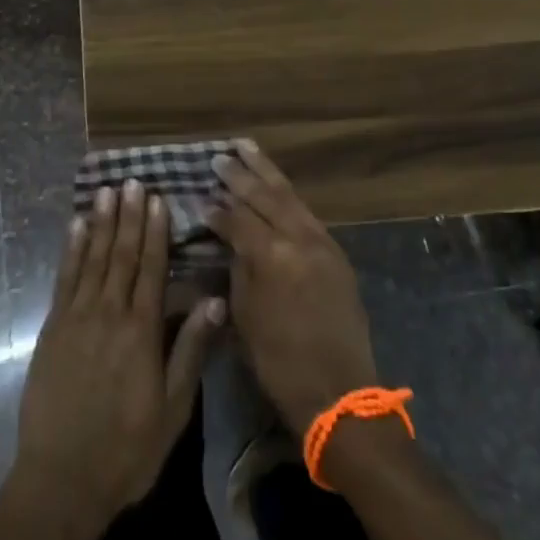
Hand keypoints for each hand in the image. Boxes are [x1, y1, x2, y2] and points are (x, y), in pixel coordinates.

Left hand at [12, 180, 223, 534]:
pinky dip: (71, 249)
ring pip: (92, 258)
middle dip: (128, 215)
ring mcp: (76, 317)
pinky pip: (64, 278)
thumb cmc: (127, 449)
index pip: (151, 268)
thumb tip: (214, 299)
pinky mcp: (53, 328)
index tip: (157, 198)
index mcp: (141, 331)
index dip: (155, 231)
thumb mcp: (173, 409)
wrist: (62, 479)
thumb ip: (191, 350)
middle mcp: (109, 313)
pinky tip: (75, 227)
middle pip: (121, 254)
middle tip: (132, 180)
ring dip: (100, 222)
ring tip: (106, 191)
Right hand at [208, 140, 378, 435]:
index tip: (199, 198)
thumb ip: (238, 268)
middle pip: (264, 195)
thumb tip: (229, 240)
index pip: (237, 219)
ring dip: (266, 171)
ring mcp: (321, 242)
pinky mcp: (335, 251)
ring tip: (246, 148)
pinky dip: (287, 194)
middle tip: (219, 157)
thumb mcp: (244, 316)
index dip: (216, 210)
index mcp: (271, 256)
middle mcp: (298, 239)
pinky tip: (275, 184)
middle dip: (239, 175)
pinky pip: (305, 212)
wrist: (340, 392)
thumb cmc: (280, 362)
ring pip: (289, 195)